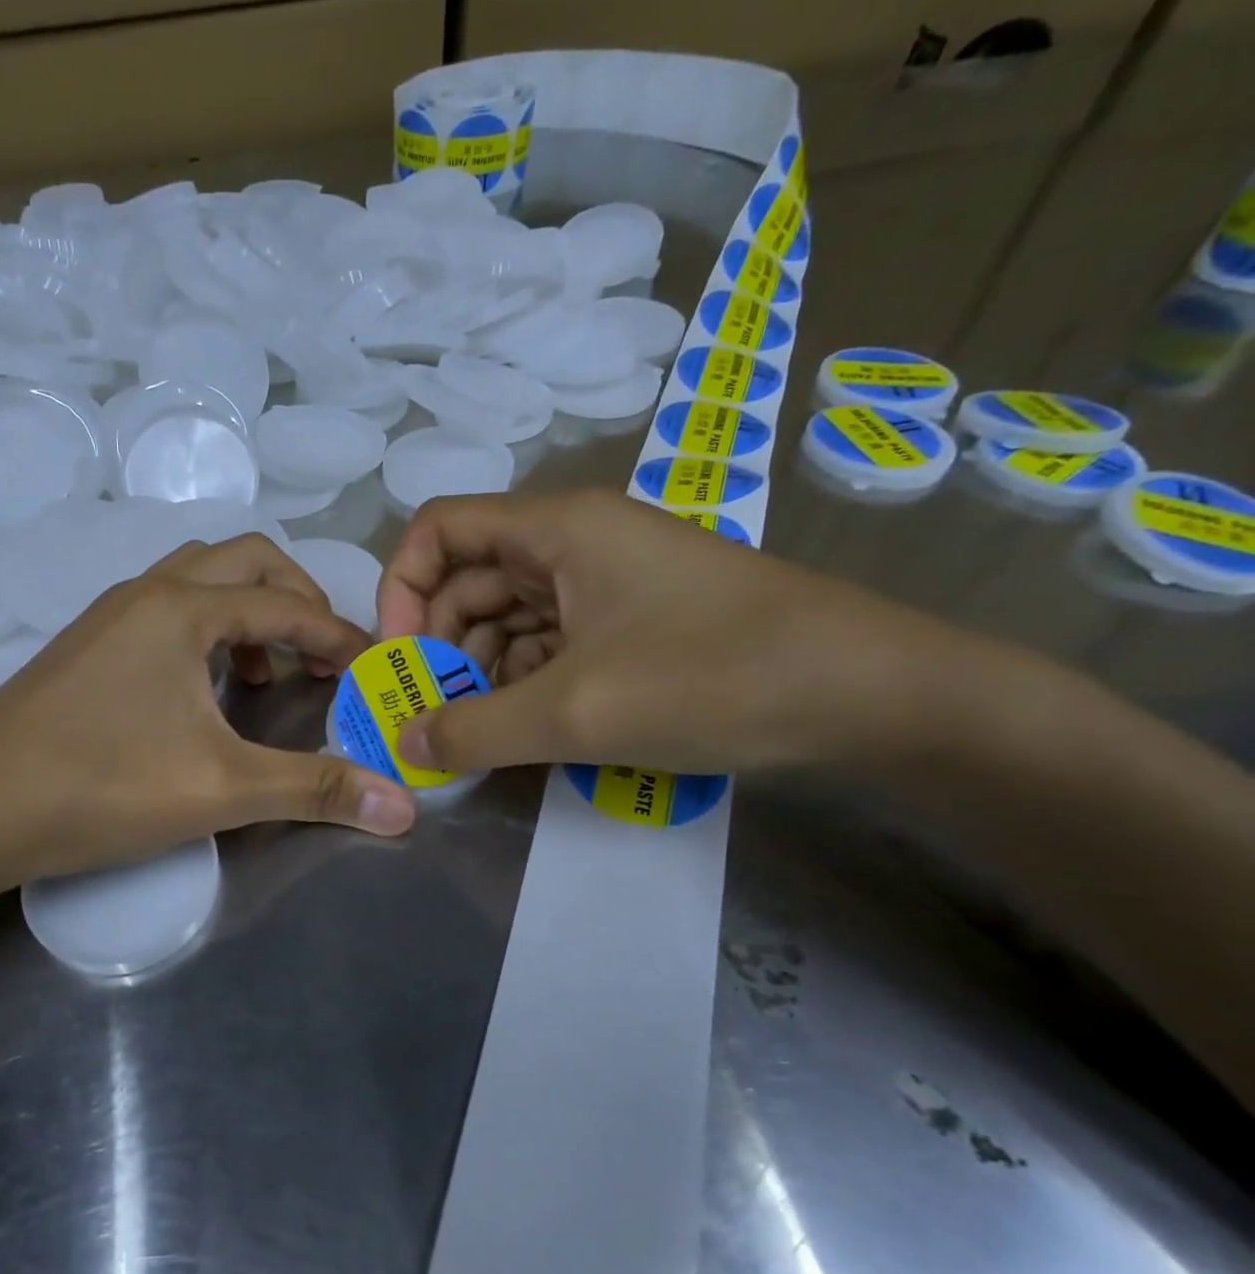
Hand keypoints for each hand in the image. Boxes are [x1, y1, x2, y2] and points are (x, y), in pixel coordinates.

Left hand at [0, 534, 416, 896]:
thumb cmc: (99, 788)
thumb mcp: (221, 789)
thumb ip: (316, 789)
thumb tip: (404, 809)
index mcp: (183, 607)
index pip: (286, 604)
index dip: (339, 634)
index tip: (372, 669)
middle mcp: (147, 592)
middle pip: (245, 560)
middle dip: (297, 600)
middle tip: (320, 657)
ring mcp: (109, 614)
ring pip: (200, 579)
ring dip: (248, 611)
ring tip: (263, 673)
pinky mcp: (86, 643)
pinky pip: (166, 608)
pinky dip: (206, 629)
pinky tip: (203, 690)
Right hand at [376, 488, 952, 775]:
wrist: (873, 695)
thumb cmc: (714, 677)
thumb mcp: (576, 712)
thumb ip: (474, 731)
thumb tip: (402, 744)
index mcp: (556, 529)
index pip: (439, 528)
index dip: (401, 589)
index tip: (399, 659)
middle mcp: (576, 541)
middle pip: (469, 577)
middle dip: (441, 644)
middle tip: (434, 715)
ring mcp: (609, 581)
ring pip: (510, 615)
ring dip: (483, 670)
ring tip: (482, 732)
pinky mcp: (634, 620)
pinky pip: (553, 641)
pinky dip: (527, 681)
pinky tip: (531, 727)